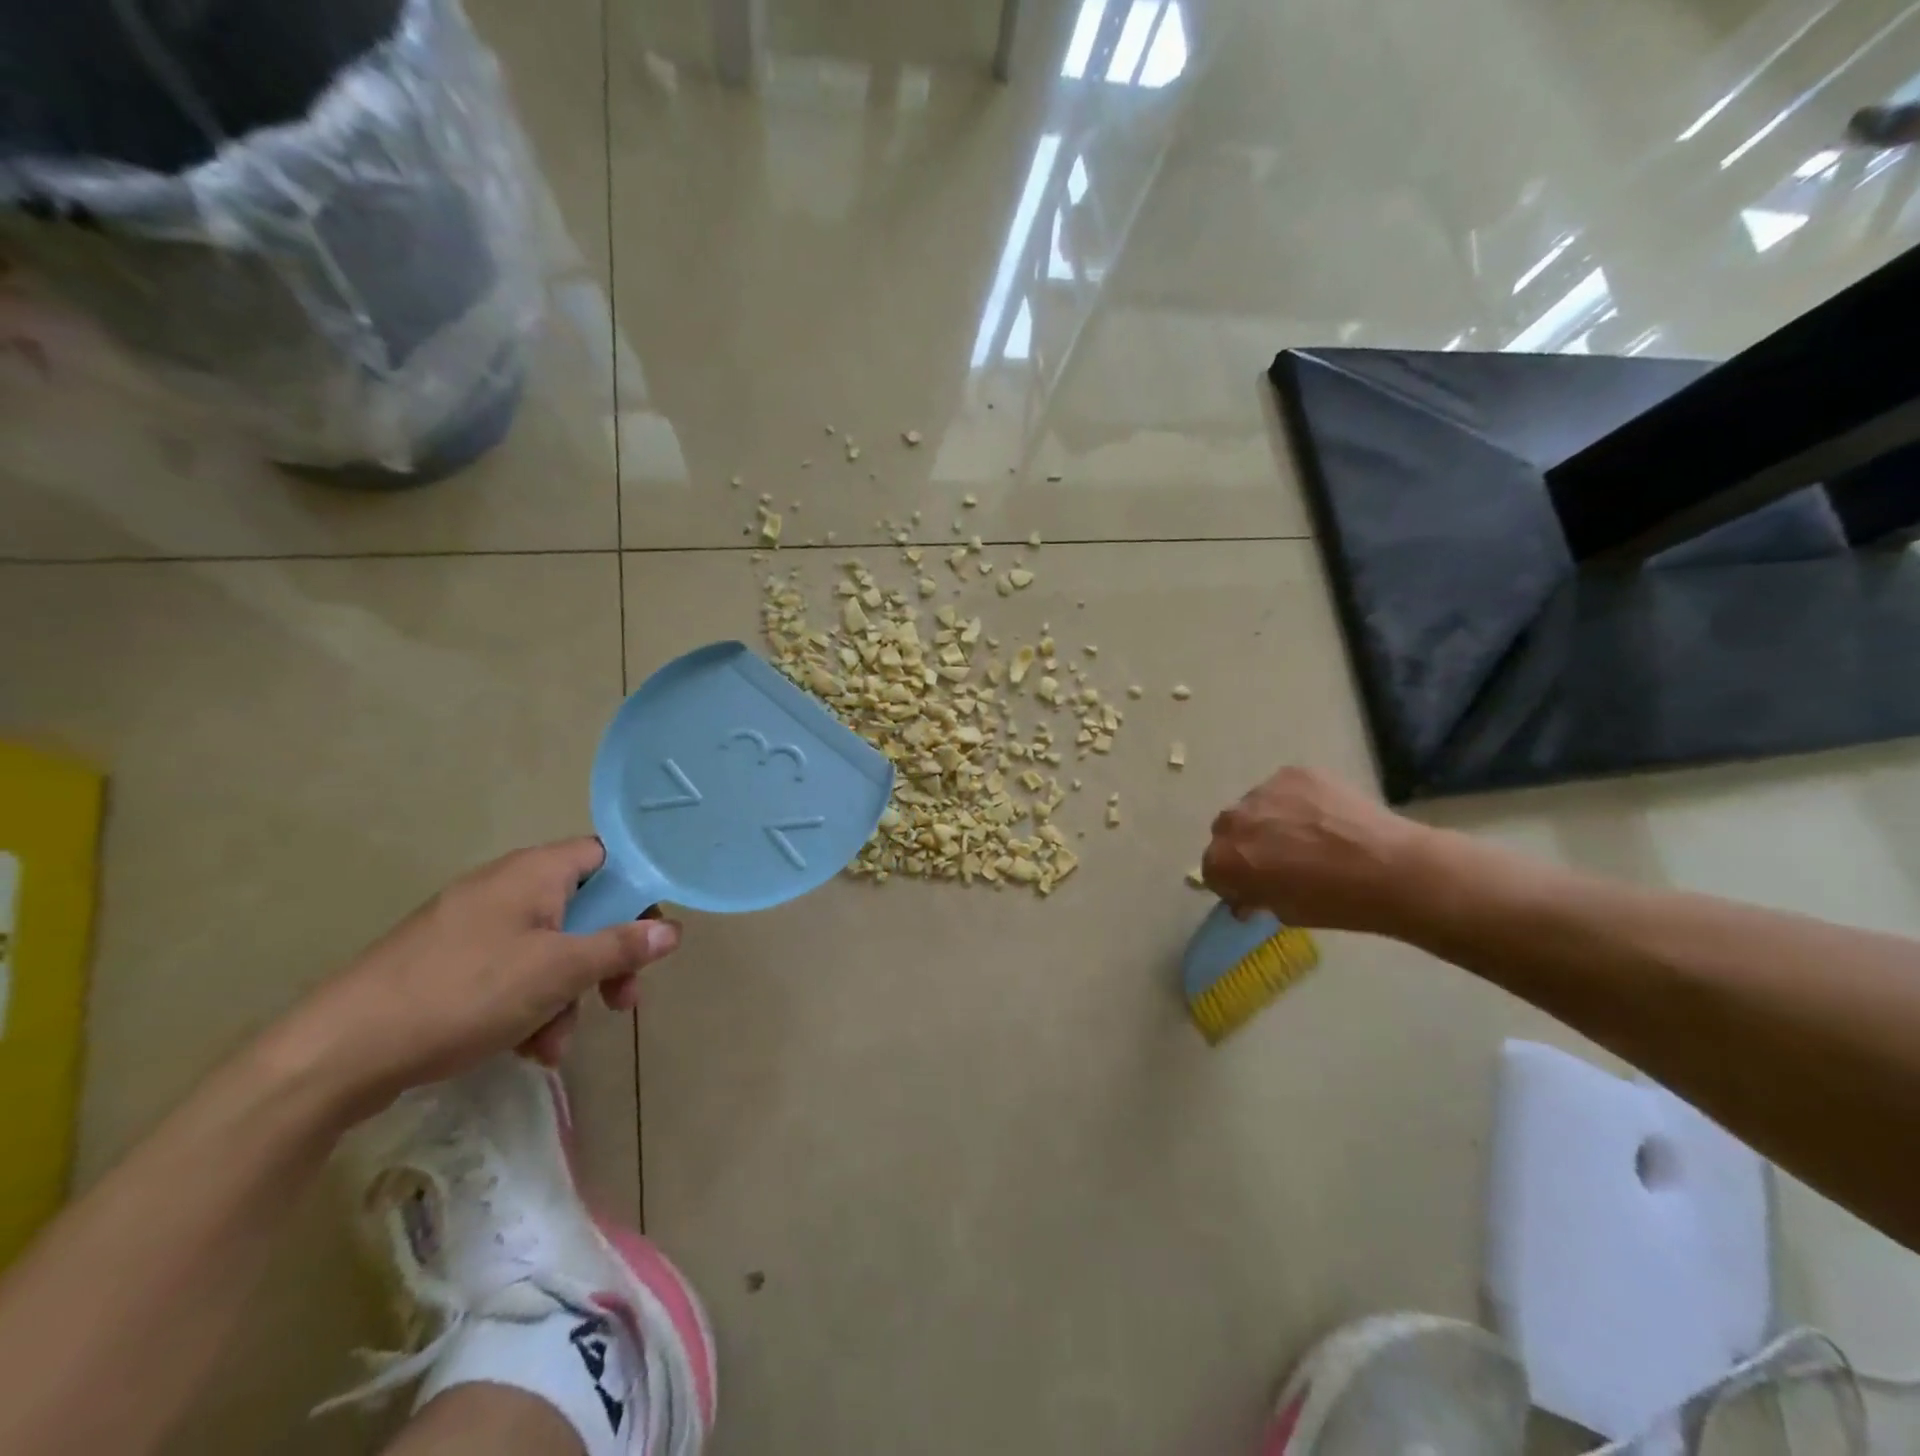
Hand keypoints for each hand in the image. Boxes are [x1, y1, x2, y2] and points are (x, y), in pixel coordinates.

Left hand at [289, 839, 679, 1104]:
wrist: (337, 1053)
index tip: (650, 934)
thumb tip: (672, 929)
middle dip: (605, 959)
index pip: (607, 856)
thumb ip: (620, 947)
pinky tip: (523, 1048)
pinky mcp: (449, 962)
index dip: (637, 889)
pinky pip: (511, 971)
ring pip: (549, 949)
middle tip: (621, 1000)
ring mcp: (474, 925)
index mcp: (535, 872)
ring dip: (566, 995)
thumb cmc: (464, 993)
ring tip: (553, 1046)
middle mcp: (506, 887)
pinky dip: (528, 1004)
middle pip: (583, 909)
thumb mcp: (558, 971)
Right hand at [1202, 766, 1430, 932]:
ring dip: (1268, 820)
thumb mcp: (1285, 912)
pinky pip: (1283, 789)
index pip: (1212, 869)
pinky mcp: (1293, 773)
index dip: (1234, 881)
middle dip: (1245, 845)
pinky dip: (1294, 802)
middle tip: (1278, 859)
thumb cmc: (1336, 903)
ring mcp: (1263, 791)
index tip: (1255, 888)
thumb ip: (1257, 896)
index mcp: (1225, 860)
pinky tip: (1323, 818)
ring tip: (1306, 835)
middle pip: (1227, 832)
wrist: (1393, 869)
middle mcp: (1233, 820)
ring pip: (1255, 807)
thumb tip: (1250, 893)